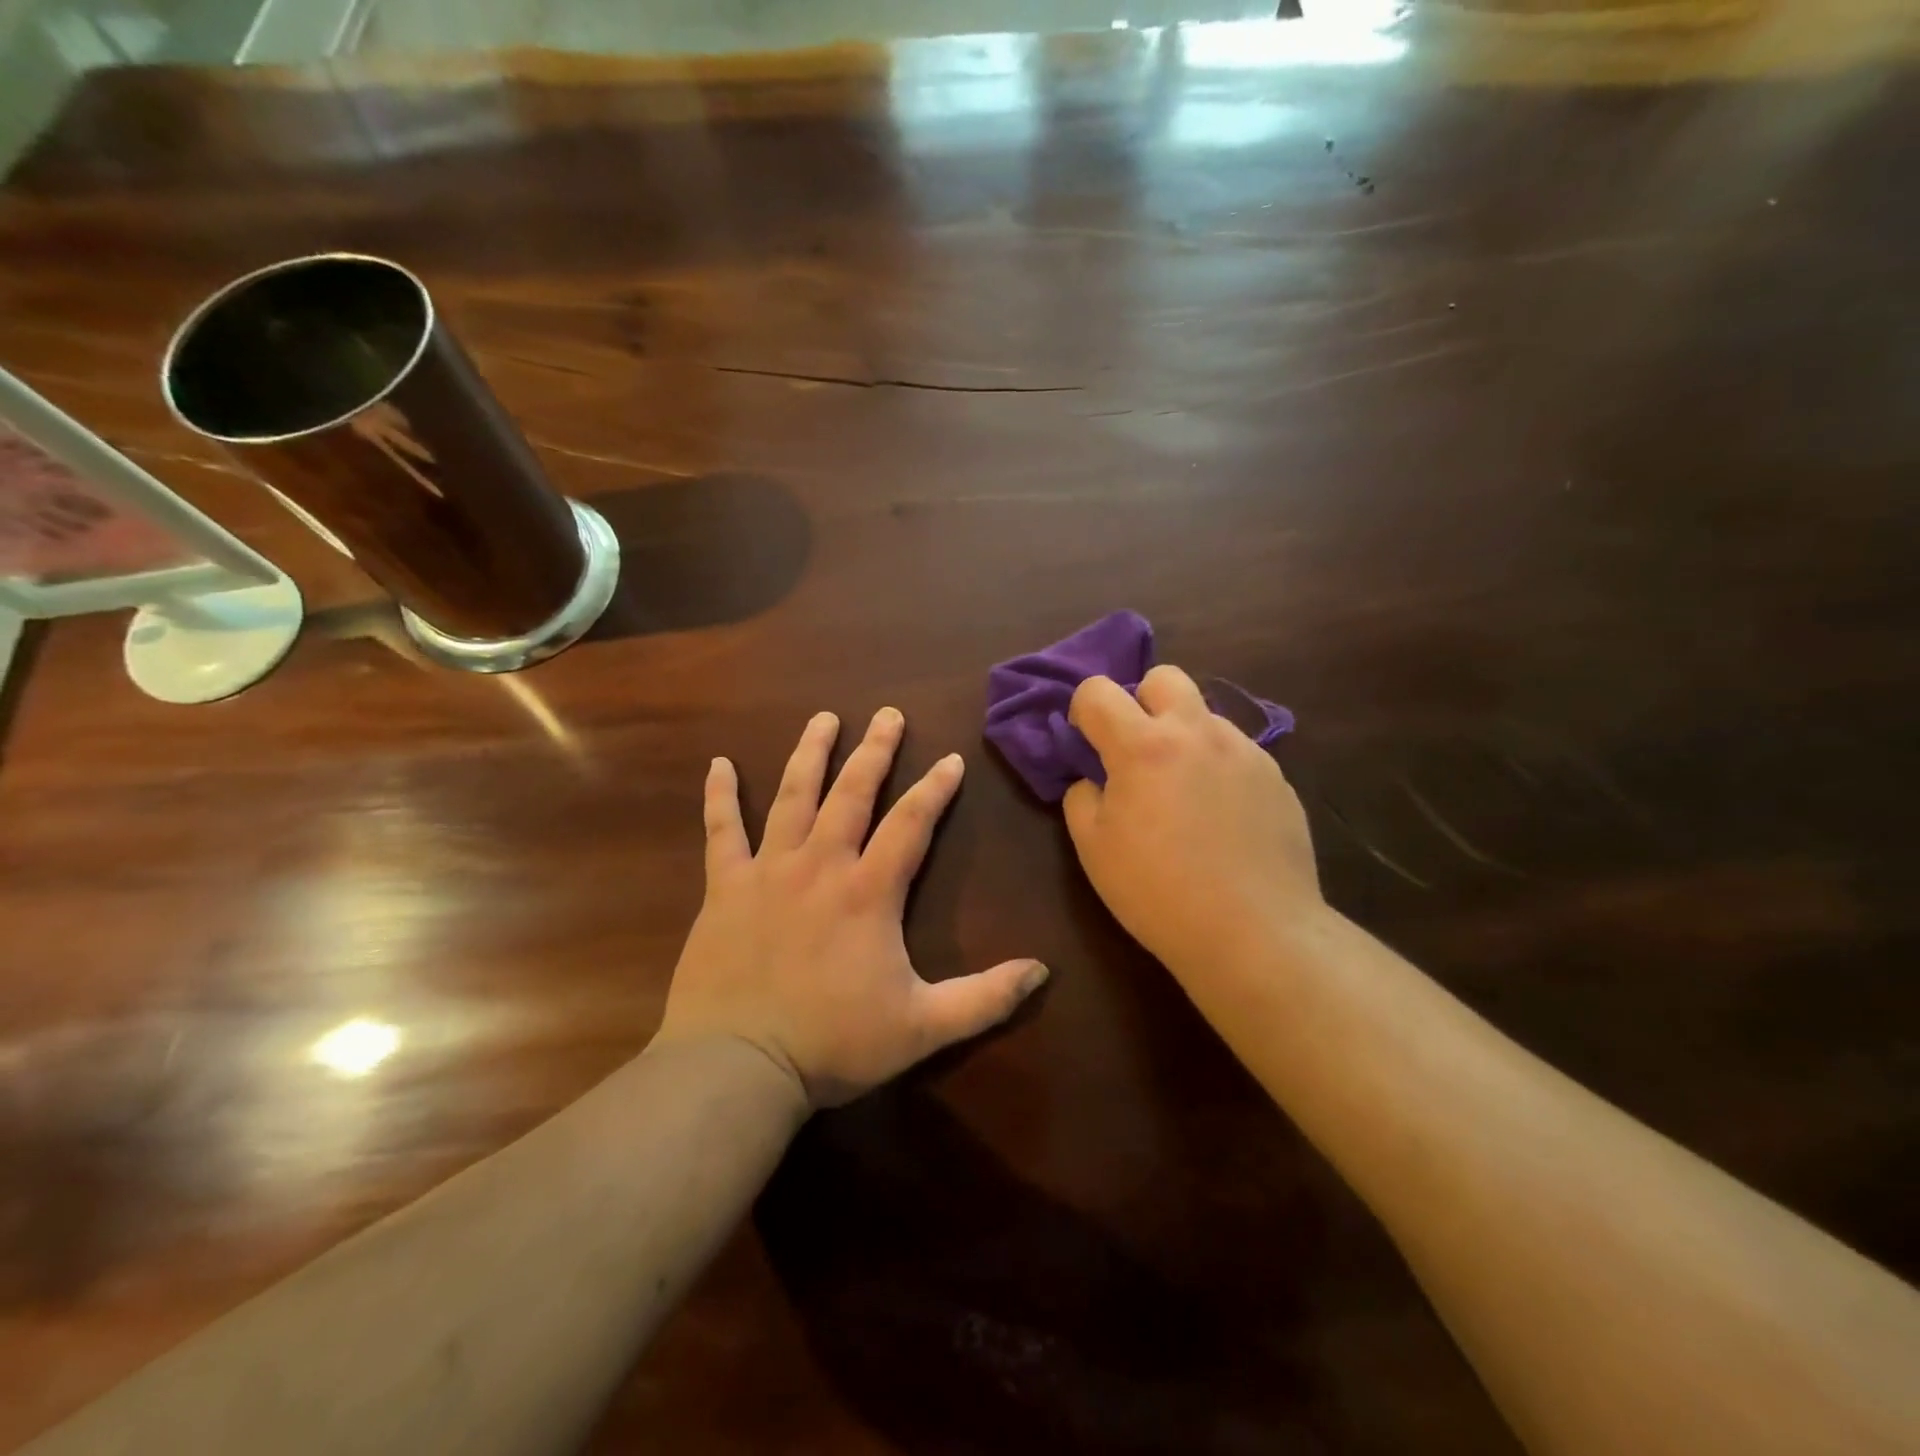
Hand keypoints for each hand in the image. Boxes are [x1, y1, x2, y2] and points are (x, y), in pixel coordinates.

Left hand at [657, 708, 1048, 1107]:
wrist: (737, 1066)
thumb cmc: (832, 1044)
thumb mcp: (922, 1028)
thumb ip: (984, 999)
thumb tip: (1042, 972)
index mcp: (869, 892)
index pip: (911, 824)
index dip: (934, 789)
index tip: (949, 759)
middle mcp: (821, 865)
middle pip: (853, 793)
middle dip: (874, 751)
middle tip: (887, 714)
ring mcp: (768, 871)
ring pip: (793, 797)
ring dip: (810, 754)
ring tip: (824, 719)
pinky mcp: (724, 887)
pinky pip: (721, 831)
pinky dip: (720, 796)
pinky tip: (719, 764)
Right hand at [1064, 666, 1322, 981]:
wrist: (1254, 931)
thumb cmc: (1158, 892)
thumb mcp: (1094, 849)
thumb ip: (1081, 798)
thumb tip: (1093, 780)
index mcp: (1143, 746)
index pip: (1098, 691)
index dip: (1082, 710)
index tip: (1086, 743)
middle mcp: (1196, 733)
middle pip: (1165, 677)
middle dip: (1142, 701)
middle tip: (1138, 751)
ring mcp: (1244, 751)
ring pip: (1205, 715)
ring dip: (1184, 736)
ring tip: (1185, 792)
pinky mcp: (1276, 776)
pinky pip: (1237, 751)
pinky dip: (1218, 767)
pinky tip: (1221, 816)